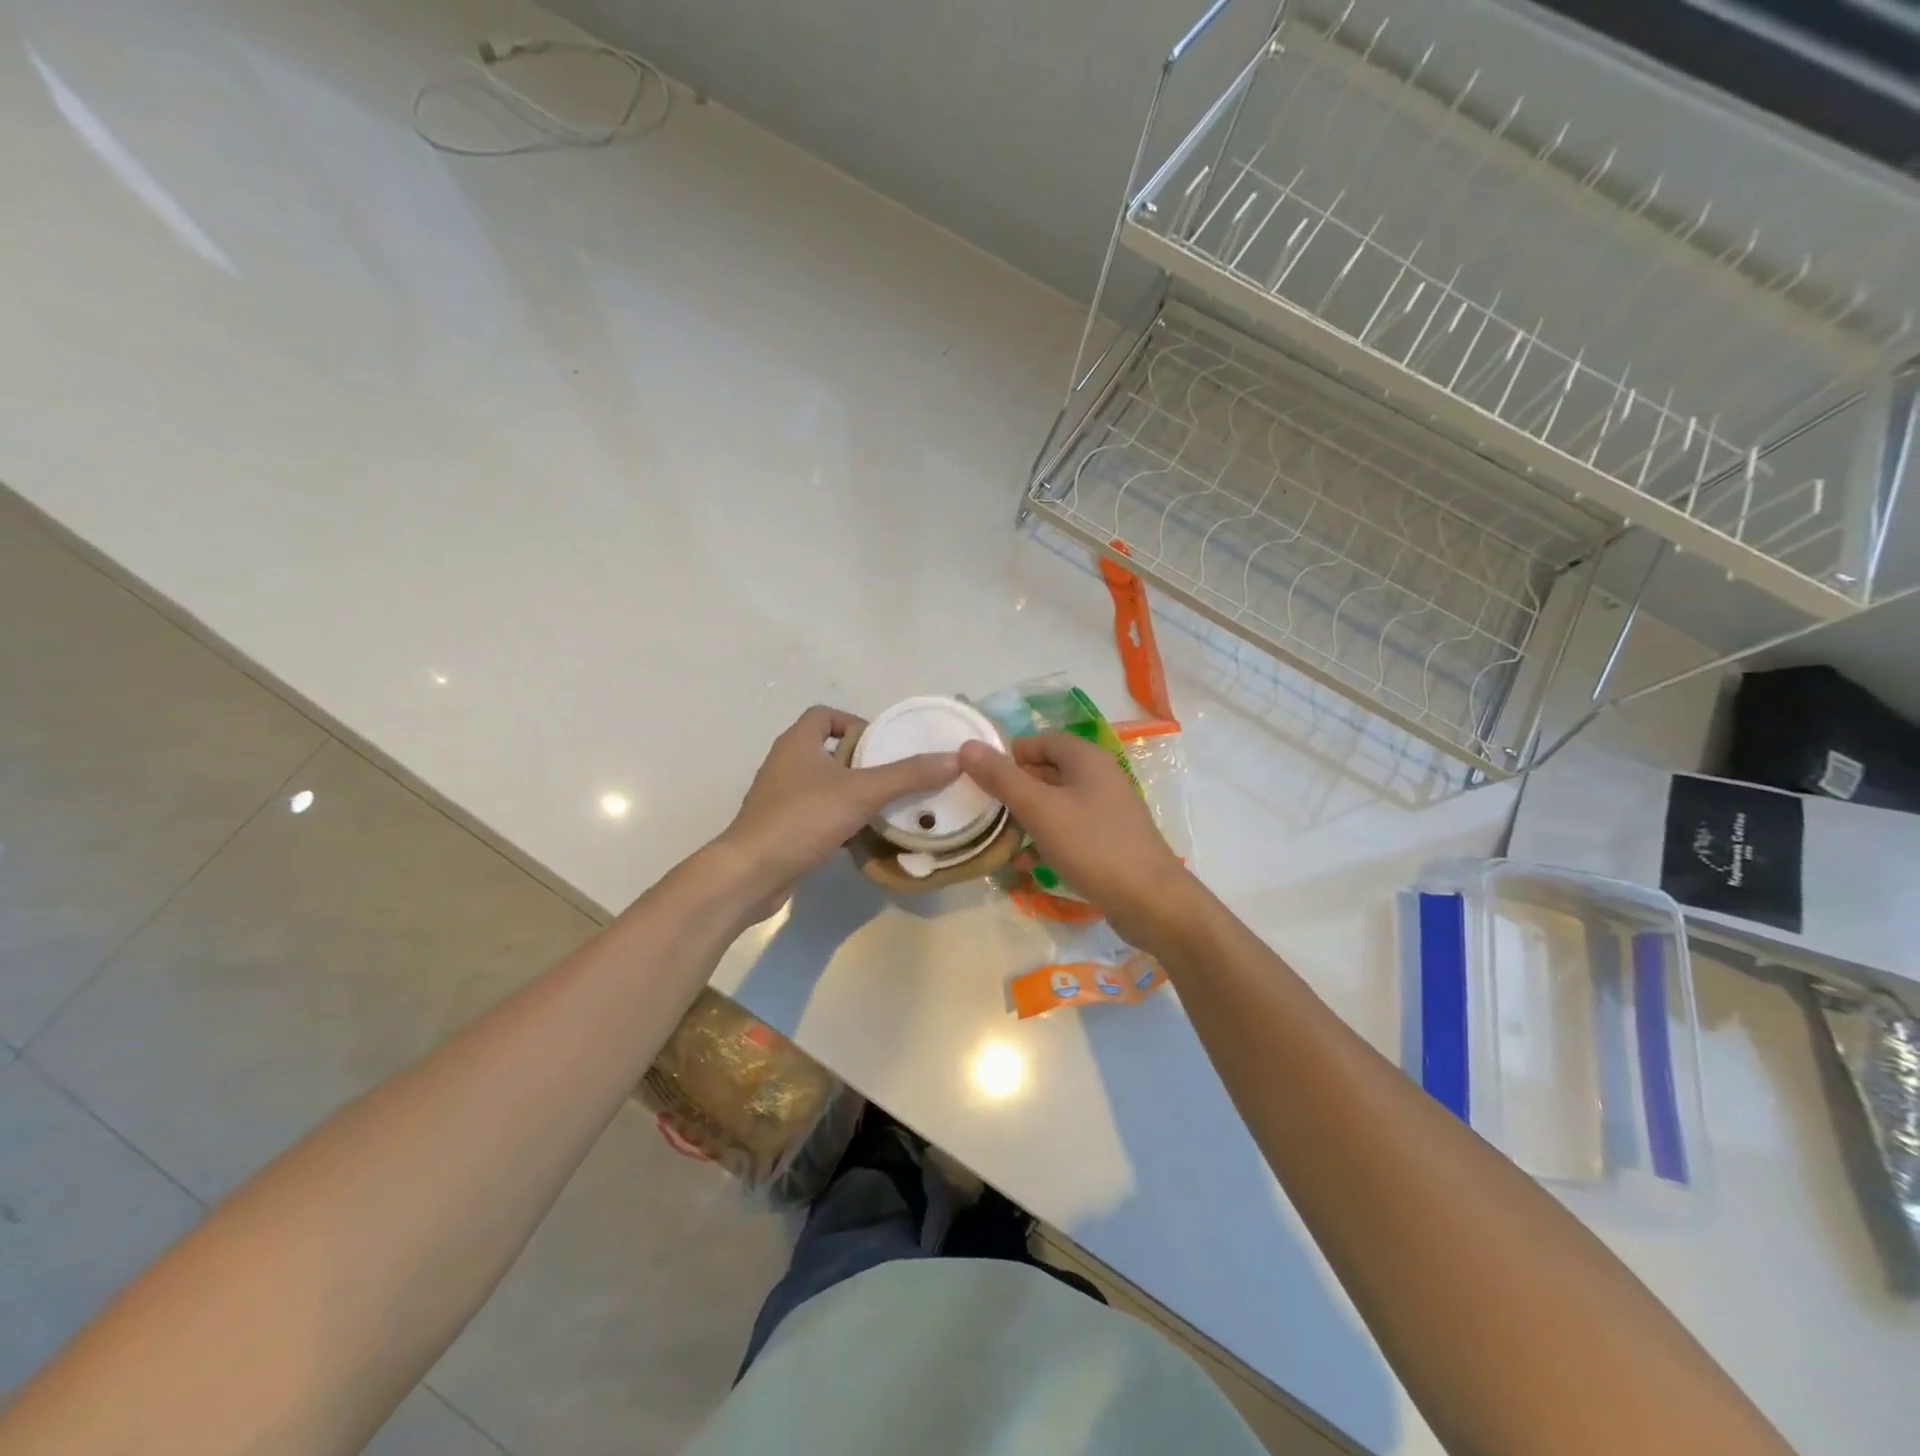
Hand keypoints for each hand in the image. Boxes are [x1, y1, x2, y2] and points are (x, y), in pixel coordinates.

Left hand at [717, 706, 960, 914]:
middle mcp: (786, 764)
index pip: (826, 714)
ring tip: (887, 805)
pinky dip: (840, 819)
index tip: (883, 744)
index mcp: (798, 742)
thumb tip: (954, 759)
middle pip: (829, 750)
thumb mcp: (861, 792)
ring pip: (824, 784)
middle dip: (863, 761)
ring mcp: (780, 798)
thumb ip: (907, 775)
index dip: (855, 722)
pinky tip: (863, 835)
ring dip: (853, 791)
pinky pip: (817, 813)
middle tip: (896, 776)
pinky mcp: (782, 828)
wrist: (750, 873)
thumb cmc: (802, 819)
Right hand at [958, 733, 1192, 950]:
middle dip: (1014, 790)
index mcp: (1087, 759)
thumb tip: (968, 746)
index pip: (1042, 740)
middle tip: (983, 809)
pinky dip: (1046, 841)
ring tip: (998, 839)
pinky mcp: (1108, 842)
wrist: (1149, 901)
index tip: (981, 775)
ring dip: (1026, 819)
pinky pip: (1069, 832)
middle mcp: (1100, 778)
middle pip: (1048, 772)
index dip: (1010, 753)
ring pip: (1056, 805)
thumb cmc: (1092, 845)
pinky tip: (1025, 864)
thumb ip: (1002, 778)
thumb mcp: (1039, 809)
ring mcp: (1107, 812)